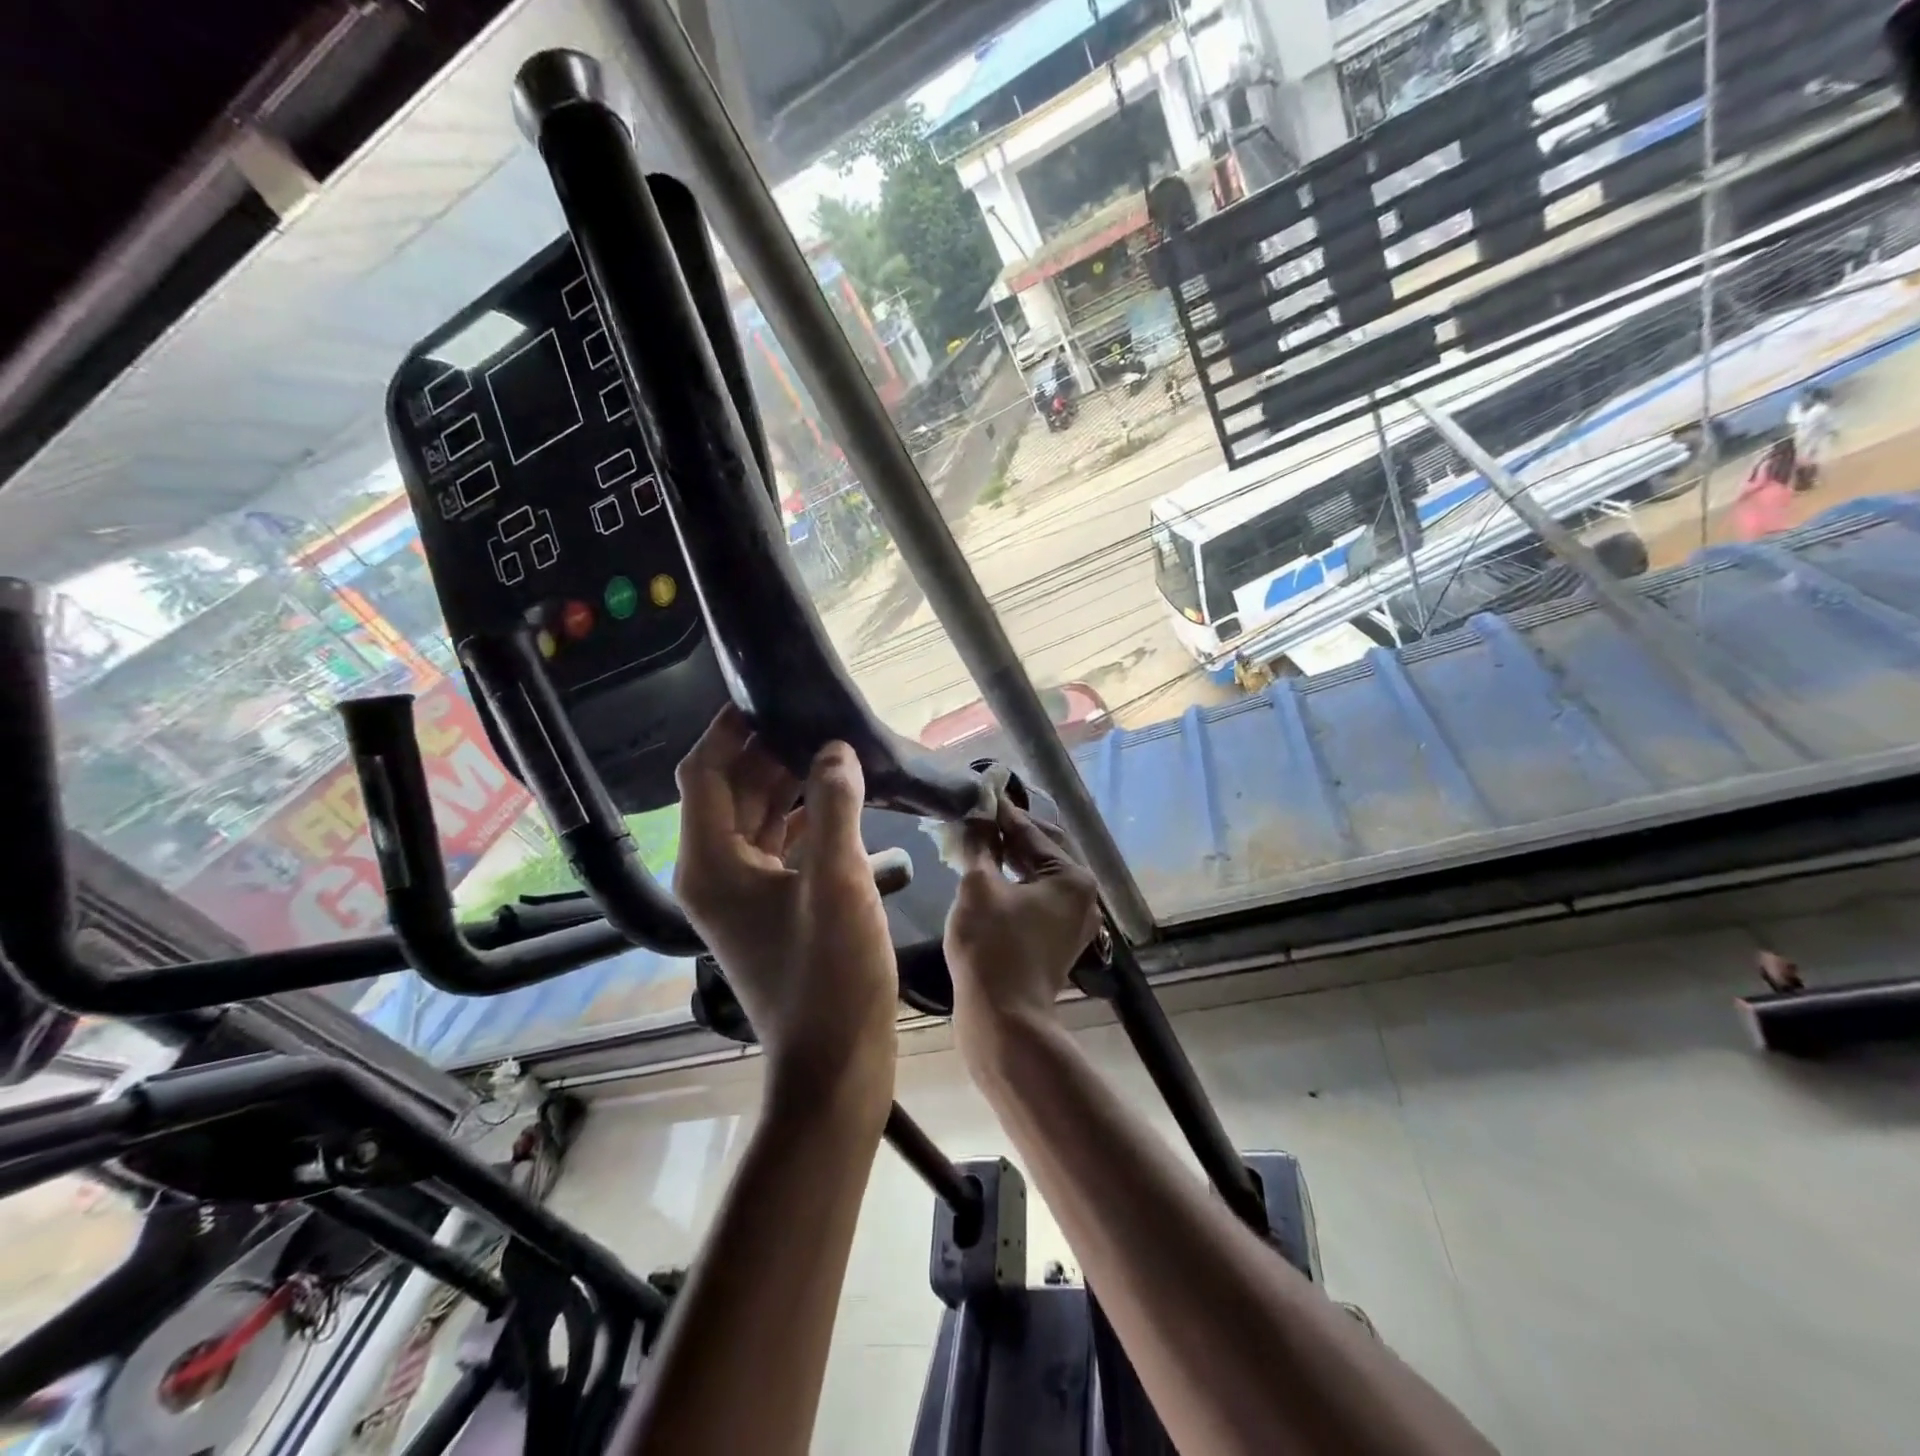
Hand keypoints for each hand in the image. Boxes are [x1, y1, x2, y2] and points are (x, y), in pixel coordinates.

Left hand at [674, 706, 896, 1117]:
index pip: (705, 773)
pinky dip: (806, 819)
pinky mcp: (773, 907)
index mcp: (710, 861)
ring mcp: (744, 893)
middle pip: (733, 791)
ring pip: (759, 818)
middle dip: (770, 751)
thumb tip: (834, 749)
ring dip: (791, 783)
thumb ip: (833, 805)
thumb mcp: (836, 880)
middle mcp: (716, 871)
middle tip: (816, 714)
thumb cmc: (829, 972)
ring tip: (835, 747)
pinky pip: (782, 846)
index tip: (767, 694)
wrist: (836, 1062)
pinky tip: (845, 800)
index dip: (728, 729)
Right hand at [943, 799, 1100, 1067]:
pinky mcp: (1058, 939)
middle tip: (976, 816)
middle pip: (1042, 849)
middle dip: (1009, 833)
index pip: (1031, 830)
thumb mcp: (978, 887)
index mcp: (1072, 876)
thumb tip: (978, 815)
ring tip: (977, 841)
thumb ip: (980, 844)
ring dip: (1010, 857)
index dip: (1000, 812)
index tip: (977, 792)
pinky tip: (989, 875)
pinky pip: (1038, 897)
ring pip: (1040, 874)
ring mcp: (1074, 920)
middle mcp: (1083, 894)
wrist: (1004, 1020)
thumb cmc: (991, 947)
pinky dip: (1015, 882)